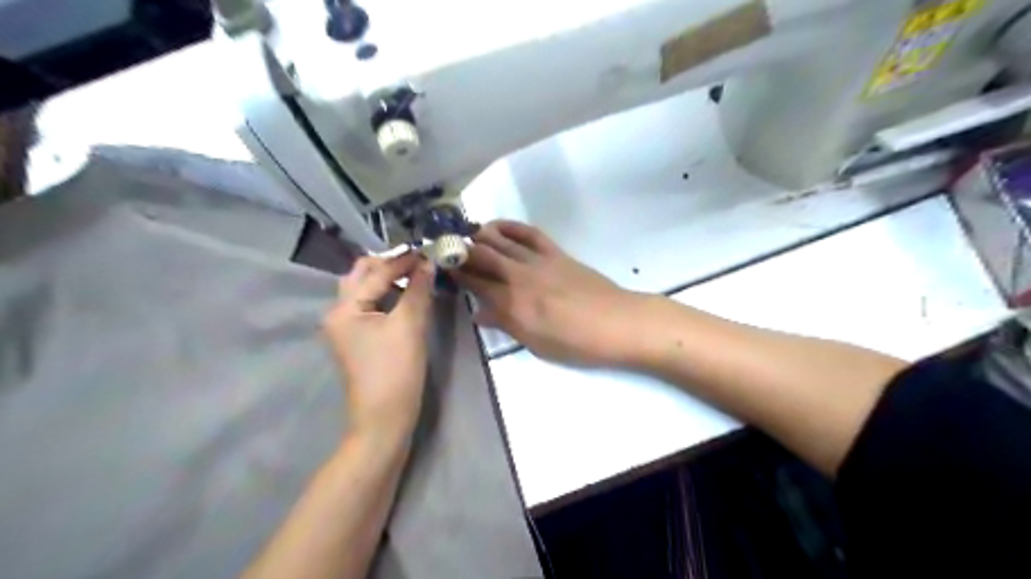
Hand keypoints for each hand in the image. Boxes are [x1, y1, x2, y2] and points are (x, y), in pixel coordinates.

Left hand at [322, 250, 434, 442]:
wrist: (384, 419)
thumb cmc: (395, 372)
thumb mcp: (409, 327)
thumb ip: (418, 290)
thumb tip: (429, 262)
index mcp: (345, 308)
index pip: (377, 272)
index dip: (404, 260)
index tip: (429, 249)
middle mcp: (339, 313)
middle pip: (361, 276)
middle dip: (389, 264)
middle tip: (419, 260)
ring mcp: (346, 327)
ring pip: (365, 290)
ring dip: (387, 278)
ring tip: (415, 273)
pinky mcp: (358, 339)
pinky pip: (370, 306)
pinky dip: (387, 295)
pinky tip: (406, 295)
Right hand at [452, 222, 640, 366]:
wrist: (616, 322)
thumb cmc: (575, 343)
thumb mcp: (535, 343)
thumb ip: (506, 324)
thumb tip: (480, 314)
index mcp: (512, 303)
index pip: (475, 283)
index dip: (456, 274)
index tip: (443, 268)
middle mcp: (519, 276)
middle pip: (482, 255)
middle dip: (461, 250)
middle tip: (447, 248)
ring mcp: (538, 260)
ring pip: (501, 239)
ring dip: (480, 235)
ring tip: (467, 235)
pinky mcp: (555, 252)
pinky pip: (528, 233)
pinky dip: (510, 226)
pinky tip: (497, 226)